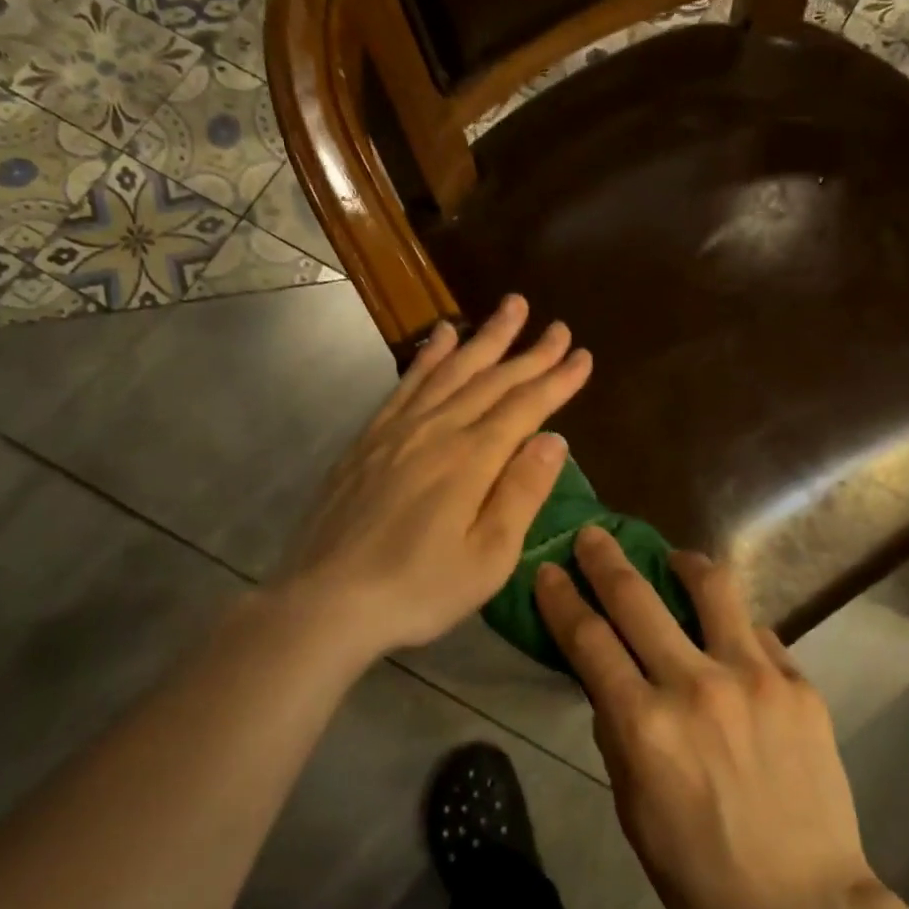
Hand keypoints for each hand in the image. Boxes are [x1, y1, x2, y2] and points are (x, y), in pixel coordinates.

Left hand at [284, 295, 590, 657]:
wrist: (326, 601)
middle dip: (530, 352)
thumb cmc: (418, 589)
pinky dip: (430, 356)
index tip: (582, 355)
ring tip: (510, 307)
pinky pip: (407, 384)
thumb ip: (522, 493)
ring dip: (485, 338)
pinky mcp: (369, 439)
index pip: (525, 406)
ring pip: (451, 370)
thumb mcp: (488, 557)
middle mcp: (437, 430)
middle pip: (492, 380)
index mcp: (472, 459)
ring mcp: (398, 430)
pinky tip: (442, 336)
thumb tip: (555, 440)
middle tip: (559, 325)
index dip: (557, 379)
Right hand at [535, 529, 878, 908]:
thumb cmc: (700, 875)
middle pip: (638, 599)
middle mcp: (696, 685)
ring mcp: (754, 677)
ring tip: (674, 561)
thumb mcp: (633, 809)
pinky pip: (759, 633)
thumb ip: (619, 733)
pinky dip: (735, 628)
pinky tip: (731, 639)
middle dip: (606, 559)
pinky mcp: (798, 684)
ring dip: (683, 565)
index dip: (563, 599)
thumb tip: (614, 684)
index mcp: (643, 726)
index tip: (549, 571)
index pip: (588, 640)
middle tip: (594, 535)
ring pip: (713, 589)